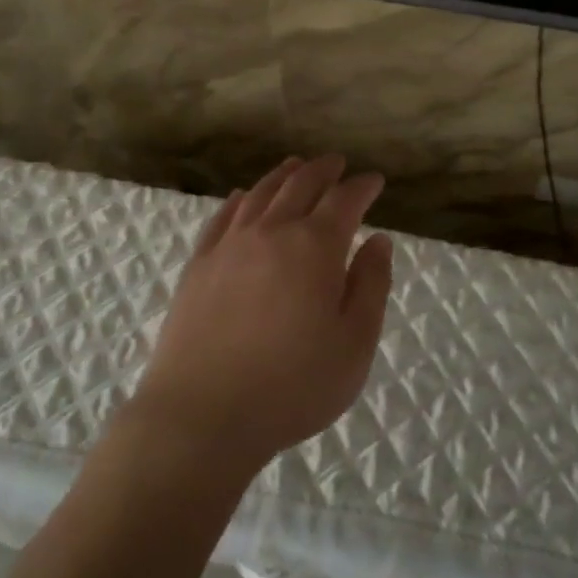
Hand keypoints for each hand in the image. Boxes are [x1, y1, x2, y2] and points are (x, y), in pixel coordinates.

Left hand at [130, 156, 392, 475]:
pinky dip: (239, 200)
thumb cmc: (292, 386)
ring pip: (260, 194)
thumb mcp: (354, 344)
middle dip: (323, 170)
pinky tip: (242, 197)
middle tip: (337, 163)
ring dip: (282, 175)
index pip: (344, 201)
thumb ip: (371, 285)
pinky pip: (222, 217)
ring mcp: (230, 245)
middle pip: (300, 185)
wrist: (203, 414)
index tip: (374, 181)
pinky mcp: (199, 265)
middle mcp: (272, 232)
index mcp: (315, 247)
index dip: (362, 187)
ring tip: (295, 165)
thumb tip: (378, 240)